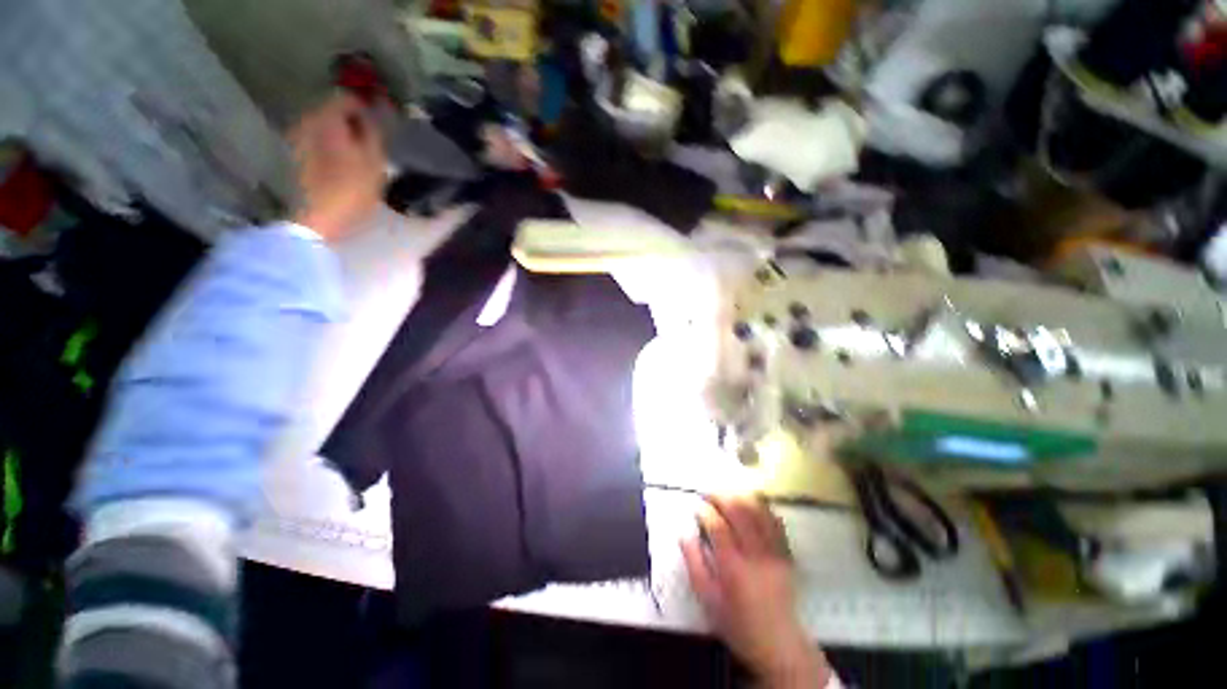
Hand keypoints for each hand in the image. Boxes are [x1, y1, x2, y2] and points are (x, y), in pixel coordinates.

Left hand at [288, 93, 385, 241]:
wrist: (316, 219)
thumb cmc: (350, 190)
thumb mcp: (374, 162)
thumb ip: (374, 133)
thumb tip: (373, 114)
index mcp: (327, 118)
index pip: (347, 98)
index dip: (366, 106)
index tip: (380, 119)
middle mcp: (306, 120)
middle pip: (332, 111)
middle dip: (352, 121)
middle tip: (372, 138)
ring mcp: (296, 138)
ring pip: (323, 126)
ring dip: (341, 134)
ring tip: (359, 153)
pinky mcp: (294, 157)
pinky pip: (316, 141)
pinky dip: (330, 145)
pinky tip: (342, 162)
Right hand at [681, 495, 832, 687]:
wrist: (778, 644)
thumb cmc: (738, 623)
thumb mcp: (707, 599)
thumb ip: (693, 564)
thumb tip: (684, 534)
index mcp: (733, 567)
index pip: (717, 526)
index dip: (704, 511)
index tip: (697, 507)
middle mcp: (755, 555)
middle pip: (739, 511)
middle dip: (721, 497)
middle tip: (709, 494)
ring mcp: (774, 552)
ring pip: (759, 511)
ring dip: (741, 497)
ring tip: (727, 494)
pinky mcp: (786, 554)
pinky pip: (775, 521)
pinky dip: (762, 507)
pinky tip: (752, 503)